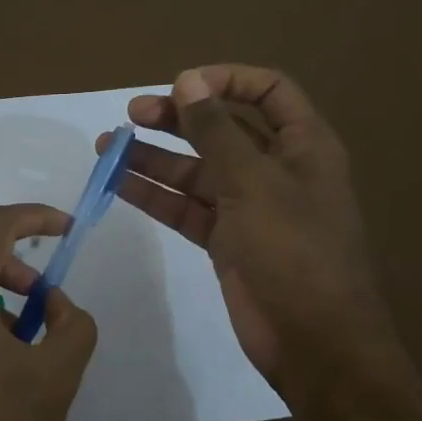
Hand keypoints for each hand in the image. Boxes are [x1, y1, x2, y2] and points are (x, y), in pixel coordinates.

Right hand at [97, 65, 396, 387]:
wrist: (314, 341)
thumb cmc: (293, 250)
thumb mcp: (252, 182)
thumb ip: (215, 131)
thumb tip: (187, 80)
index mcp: (303, 145)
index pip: (268, 91)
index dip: (225, 80)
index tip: (180, 85)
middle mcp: (276, 170)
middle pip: (223, 130)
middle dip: (178, 119)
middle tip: (131, 115)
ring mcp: (250, 208)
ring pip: (197, 171)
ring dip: (155, 158)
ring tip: (107, 147)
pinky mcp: (227, 241)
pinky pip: (187, 208)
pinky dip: (155, 196)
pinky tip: (119, 184)